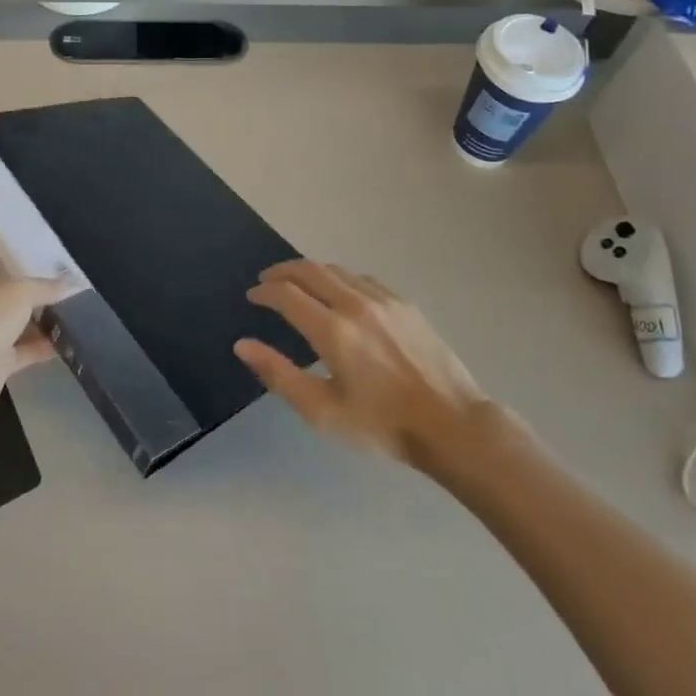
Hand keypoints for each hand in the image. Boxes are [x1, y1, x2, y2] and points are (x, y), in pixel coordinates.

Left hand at [0, 242, 61, 424]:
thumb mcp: (20, 292)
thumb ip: (46, 286)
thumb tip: (72, 284)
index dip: (3, 241)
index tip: (29, 236)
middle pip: (3, 286)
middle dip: (30, 280)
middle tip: (61, 270)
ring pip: (16, 319)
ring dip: (40, 315)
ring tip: (72, 303)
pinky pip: (24, 349)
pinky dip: (43, 345)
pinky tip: (69, 338)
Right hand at [235, 261, 491, 467]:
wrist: (451, 424)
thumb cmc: (382, 425)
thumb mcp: (323, 411)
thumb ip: (279, 375)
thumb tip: (243, 345)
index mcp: (332, 330)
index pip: (286, 294)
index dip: (264, 291)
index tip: (252, 296)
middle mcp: (355, 303)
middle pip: (309, 269)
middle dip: (282, 271)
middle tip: (266, 281)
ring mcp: (382, 299)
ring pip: (336, 269)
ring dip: (310, 271)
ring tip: (297, 283)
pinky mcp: (403, 303)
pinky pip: (361, 278)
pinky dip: (338, 278)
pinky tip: (338, 293)